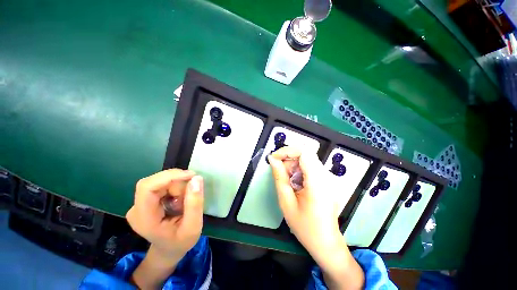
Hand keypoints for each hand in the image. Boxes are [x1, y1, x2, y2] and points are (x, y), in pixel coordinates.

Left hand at [126, 169, 203, 258]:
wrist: (168, 250)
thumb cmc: (180, 242)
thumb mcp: (193, 227)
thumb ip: (195, 204)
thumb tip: (196, 178)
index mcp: (144, 219)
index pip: (147, 187)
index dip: (169, 176)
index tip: (191, 175)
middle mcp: (137, 208)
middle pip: (155, 182)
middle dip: (177, 183)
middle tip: (191, 193)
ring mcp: (140, 203)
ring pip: (160, 181)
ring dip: (177, 186)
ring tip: (185, 202)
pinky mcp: (146, 199)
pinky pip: (162, 184)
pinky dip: (175, 187)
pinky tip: (180, 200)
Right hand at [268, 147, 363, 289]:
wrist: (326, 242)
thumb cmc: (305, 226)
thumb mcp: (286, 202)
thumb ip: (279, 177)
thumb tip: (272, 159)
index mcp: (317, 181)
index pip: (304, 152)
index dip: (287, 150)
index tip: (274, 157)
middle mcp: (326, 176)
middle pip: (305, 154)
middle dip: (288, 159)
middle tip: (279, 173)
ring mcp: (329, 178)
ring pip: (307, 159)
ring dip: (293, 165)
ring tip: (287, 182)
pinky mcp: (327, 180)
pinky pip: (310, 167)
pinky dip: (299, 170)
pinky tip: (295, 184)